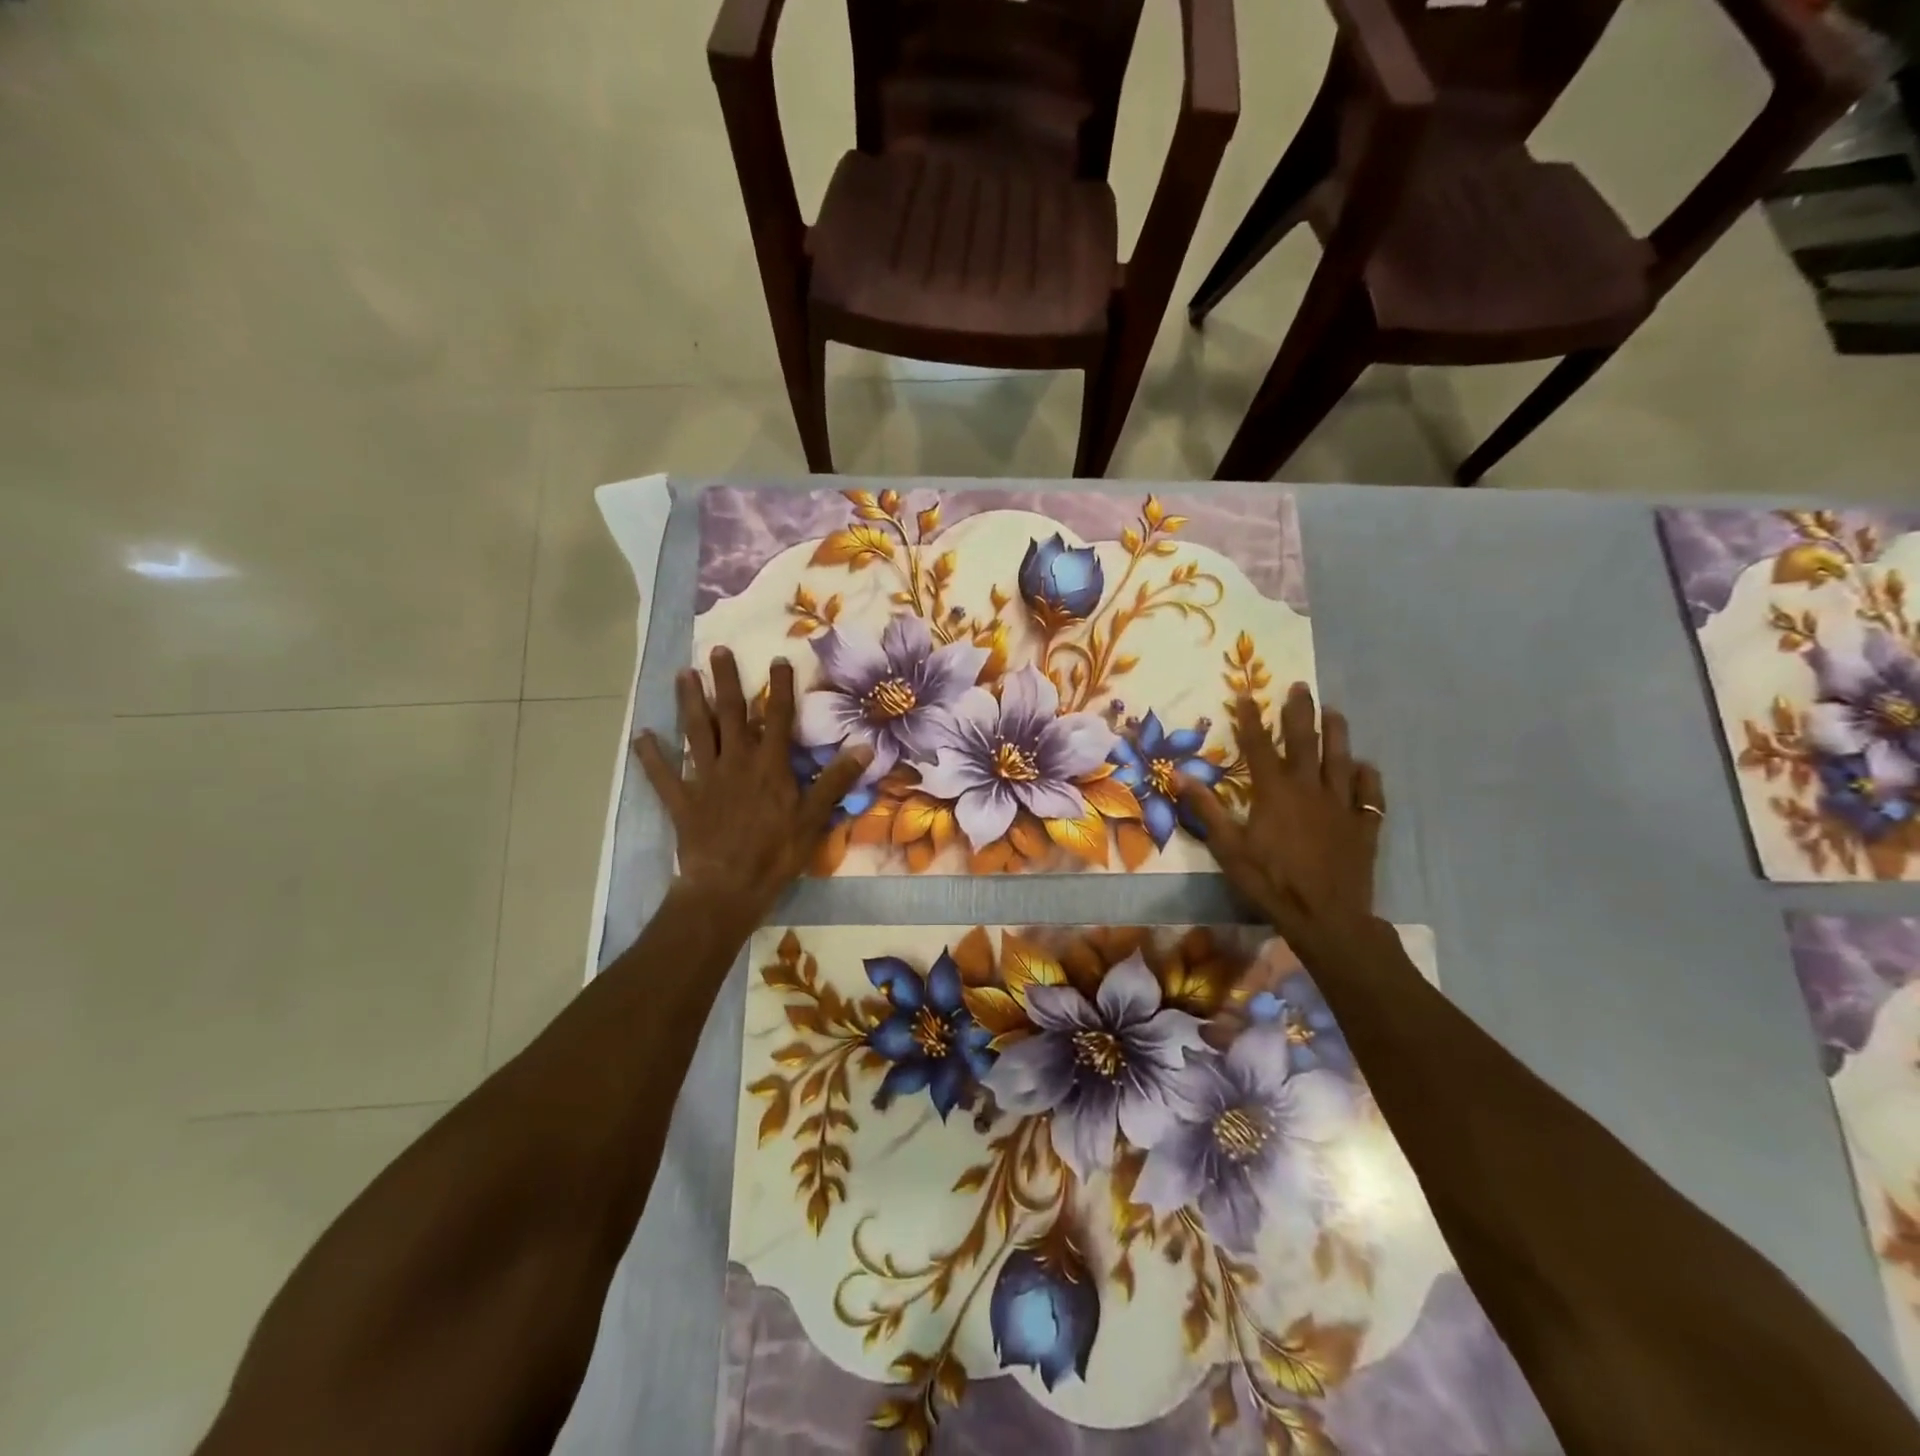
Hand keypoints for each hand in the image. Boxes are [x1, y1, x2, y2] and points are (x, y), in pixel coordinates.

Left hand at [635, 647, 869, 923]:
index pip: (777, 718)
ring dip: (689, 703)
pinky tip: (642, 736)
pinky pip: (663, 774)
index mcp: (769, 765)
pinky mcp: (682, 800)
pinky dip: (651, 756)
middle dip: (725, 681)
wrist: (729, 886)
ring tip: (683, 674)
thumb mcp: (814, 817)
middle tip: (718, 651)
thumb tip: (865, 747)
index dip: (780, 688)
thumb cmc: (776, 853)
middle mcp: (735, 762)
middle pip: (730, 714)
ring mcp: (705, 779)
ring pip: (696, 733)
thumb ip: (835, 780)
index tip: (779, 659)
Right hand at [1179, 682, 1383, 935]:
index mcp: (1275, 792)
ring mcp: (1342, 806)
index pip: (1259, 746)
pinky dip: (1368, 777)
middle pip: (1305, 742)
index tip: (1246, 694)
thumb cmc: (1270, 882)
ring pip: (1341, 760)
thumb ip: (1205, 809)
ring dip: (1337, 733)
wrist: (1326, 918)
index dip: (1251, 719)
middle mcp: (1310, 789)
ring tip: (1334, 712)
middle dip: (1300, 712)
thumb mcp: (1228, 848)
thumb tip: (1178, 774)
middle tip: (1300, 686)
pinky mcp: (1364, 826)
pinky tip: (1364, 766)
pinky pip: (1370, 795)